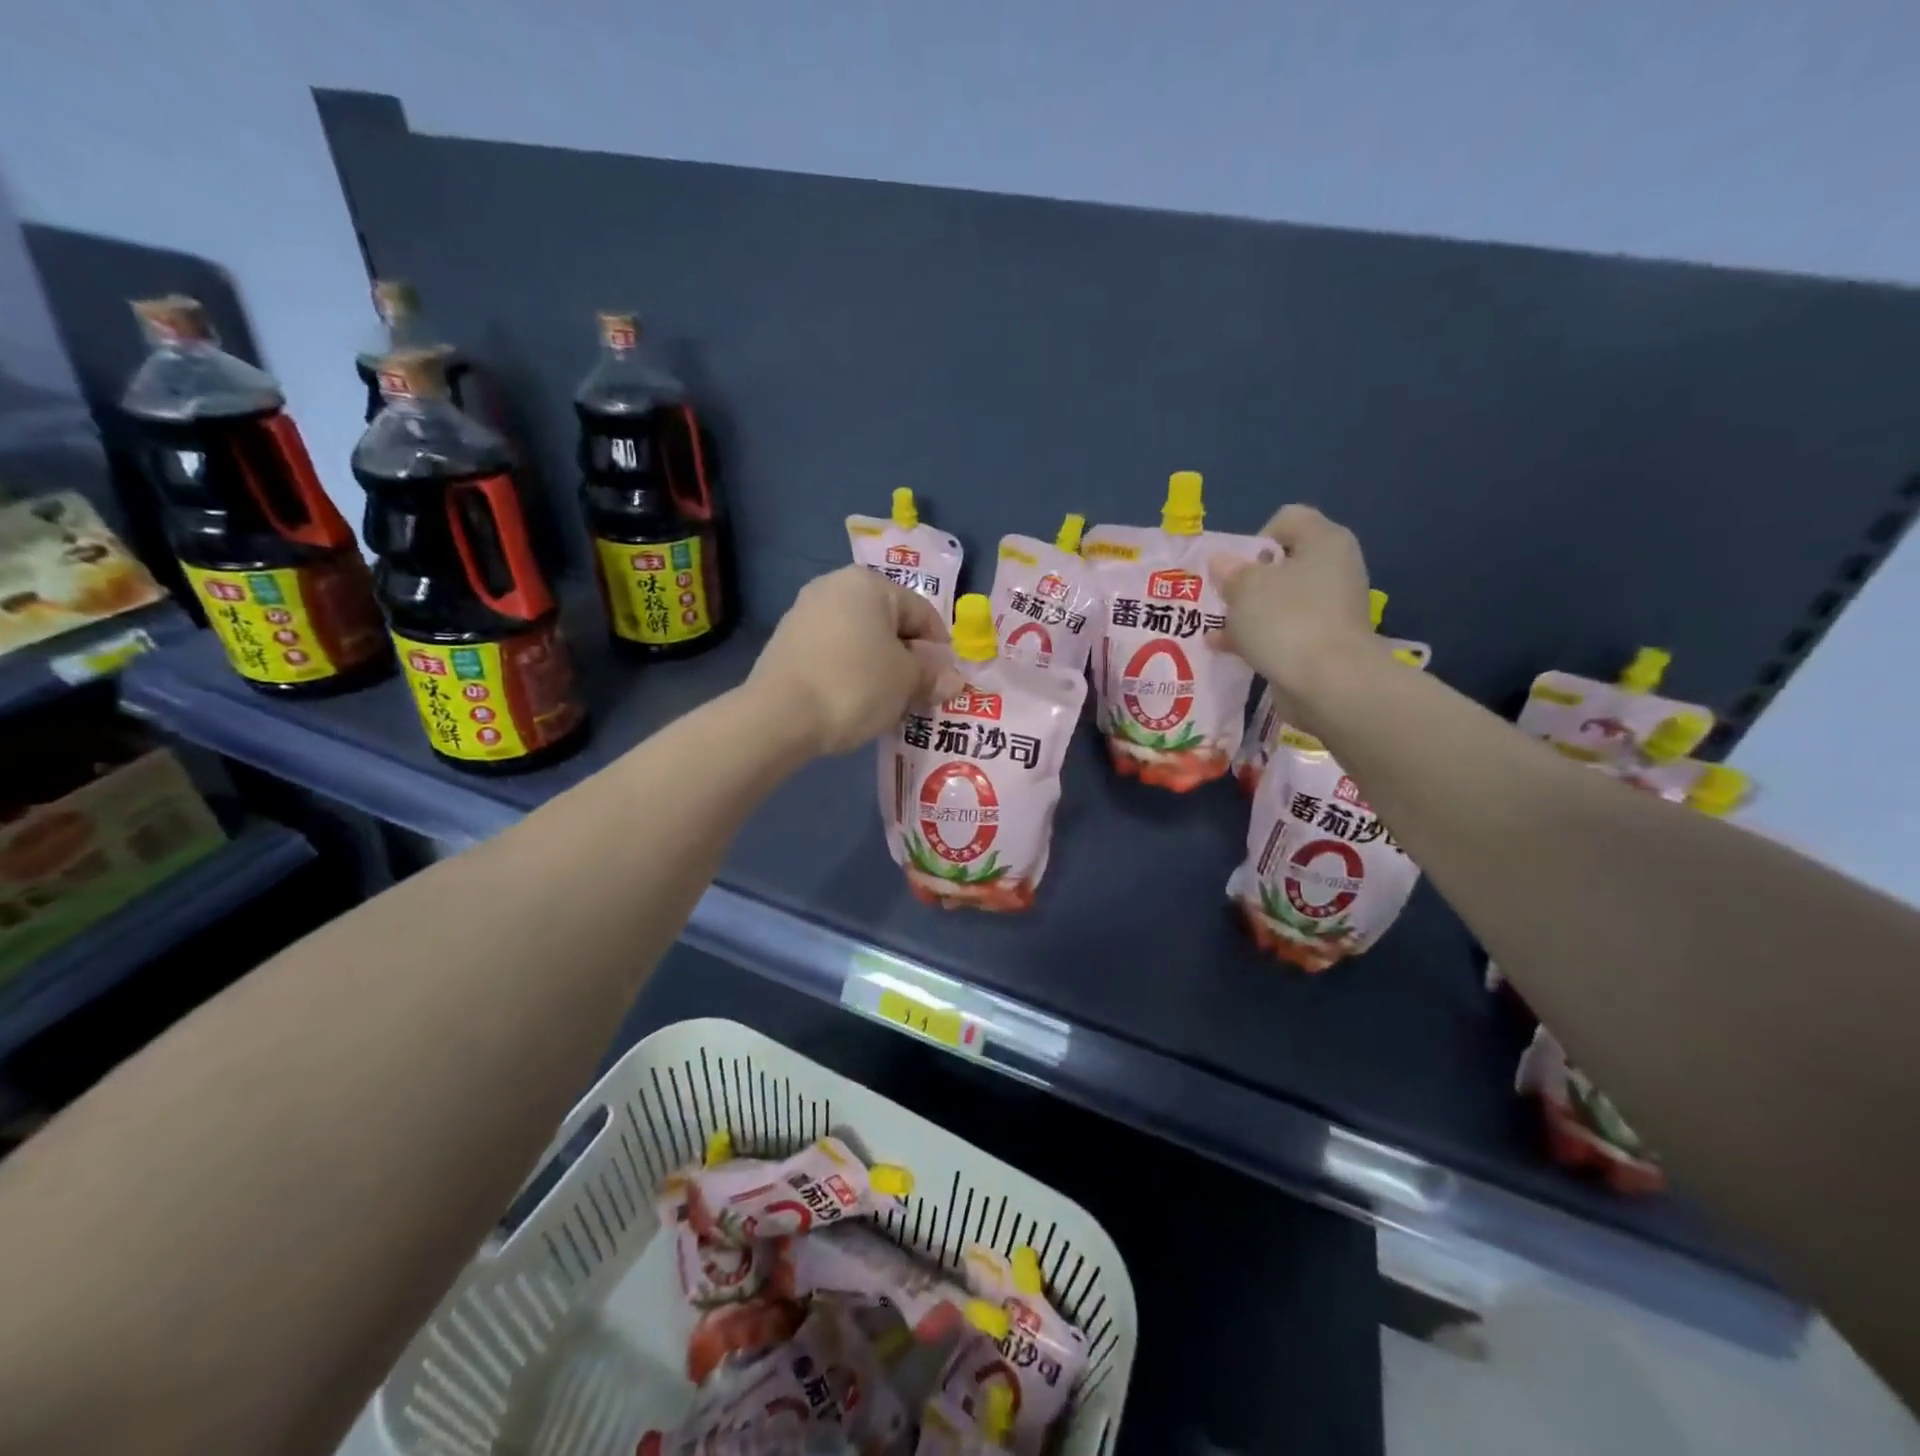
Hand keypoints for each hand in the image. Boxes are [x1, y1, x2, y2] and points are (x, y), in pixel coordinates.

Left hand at [748, 567, 958, 756]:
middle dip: (908, 658)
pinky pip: (834, 653)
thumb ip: (932, 675)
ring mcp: (804, 613)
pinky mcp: (786, 643)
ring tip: (888, 702)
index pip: (922, 612)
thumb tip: (953, 680)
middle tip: (919, 694)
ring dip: (880, 666)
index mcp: (868, 583)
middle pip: (888, 623)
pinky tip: (854, 701)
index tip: (945, 682)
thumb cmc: (855, 686)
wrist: (778, 717)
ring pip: (860, 639)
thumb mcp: (906, 681)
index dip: (940, 649)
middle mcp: (833, 587)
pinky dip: (851, 672)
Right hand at [1212, 505, 1377, 731]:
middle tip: (1222, 600)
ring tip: (1216, 629)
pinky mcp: (1323, 643)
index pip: (1286, 520)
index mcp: (1324, 541)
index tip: (1234, 569)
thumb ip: (1230, 572)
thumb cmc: (1287, 621)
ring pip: (1279, 601)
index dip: (1254, 539)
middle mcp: (1334, 569)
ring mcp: (1331, 609)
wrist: (1330, 684)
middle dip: (1246, 582)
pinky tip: (1227, 650)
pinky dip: (1258, 638)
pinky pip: (1284, 632)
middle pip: (1281, 564)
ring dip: (1248, 613)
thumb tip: (1222, 563)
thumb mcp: (1245, 589)